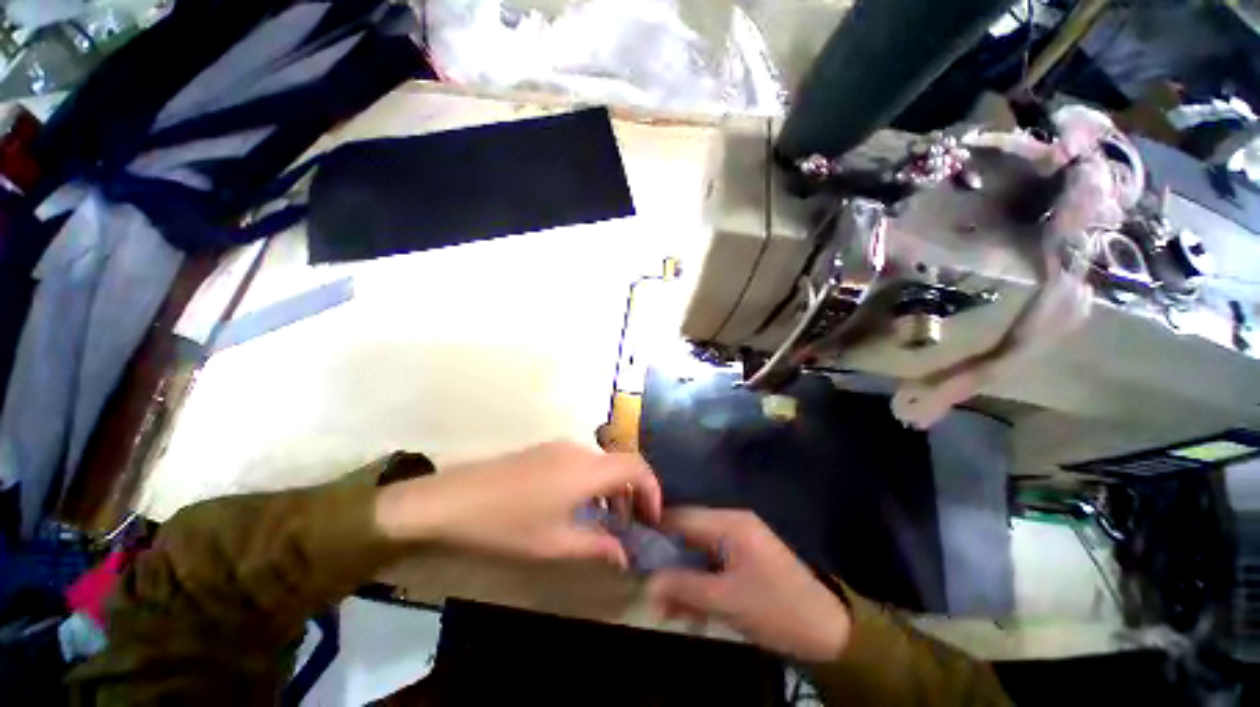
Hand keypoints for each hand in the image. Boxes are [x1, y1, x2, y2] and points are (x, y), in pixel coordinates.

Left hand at [375, 442, 661, 567]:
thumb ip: (595, 546)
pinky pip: (583, 461)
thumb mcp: (554, 543)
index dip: (652, 489)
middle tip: (631, 525)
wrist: (451, 499)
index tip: (653, 517)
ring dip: (612, 488)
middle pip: (620, 463)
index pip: (636, 467)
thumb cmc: (506, 524)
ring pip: (601, 462)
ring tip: (605, 521)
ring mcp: (560, 446)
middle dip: (633, 492)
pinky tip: (578, 506)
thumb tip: (624, 554)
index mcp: (586, 470)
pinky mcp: (545, 450)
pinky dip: (593, 481)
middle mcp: (579, 450)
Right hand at [647, 509, 850, 662]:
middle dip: (667, 556)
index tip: (632, 548)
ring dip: (682, 570)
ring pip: (699, 546)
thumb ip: (684, 588)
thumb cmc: (777, 609)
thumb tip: (648, 584)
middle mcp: (732, 521)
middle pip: (688, 530)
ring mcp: (741, 536)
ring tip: (667, 601)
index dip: (654, 530)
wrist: (829, 628)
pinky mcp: (746, 553)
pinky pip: (713, 557)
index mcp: (729, 523)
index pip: (681, 517)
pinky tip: (691, 601)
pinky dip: (699, 575)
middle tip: (647, 580)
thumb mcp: (727, 601)